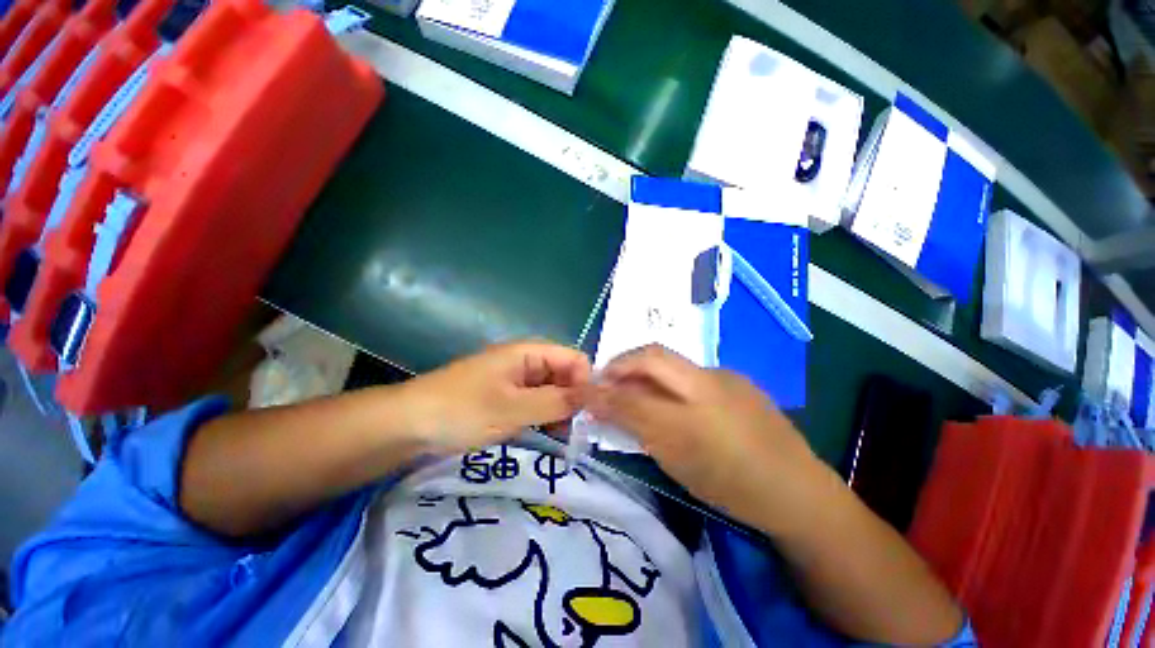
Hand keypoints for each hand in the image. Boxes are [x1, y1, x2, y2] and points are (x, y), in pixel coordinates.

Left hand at [402, 341, 590, 452]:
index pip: (575, 359)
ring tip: (563, 438)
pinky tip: (547, 436)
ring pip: (553, 390)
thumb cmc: (462, 410)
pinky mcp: (508, 397)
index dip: (585, 383)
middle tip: (577, 431)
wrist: (409, 424)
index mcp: (530, 352)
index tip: (588, 414)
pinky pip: (537, 402)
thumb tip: (592, 397)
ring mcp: (517, 380)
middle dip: (574, 399)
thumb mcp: (513, 409)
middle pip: (565, 375)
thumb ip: (556, 402)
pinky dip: (546, 417)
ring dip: (561, 411)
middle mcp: (527, 362)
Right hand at [585, 344, 826, 533]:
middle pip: (653, 356)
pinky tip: (669, 395)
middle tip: (605, 378)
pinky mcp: (737, 378)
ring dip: (643, 368)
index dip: (602, 391)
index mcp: (692, 420)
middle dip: (622, 362)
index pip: (633, 396)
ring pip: (671, 361)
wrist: (796, 490)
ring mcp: (726, 377)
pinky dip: (667, 377)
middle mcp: (708, 386)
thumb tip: (604, 406)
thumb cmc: (731, 487)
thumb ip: (637, 428)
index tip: (584, 390)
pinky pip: (690, 370)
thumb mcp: (675, 463)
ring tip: (631, 385)